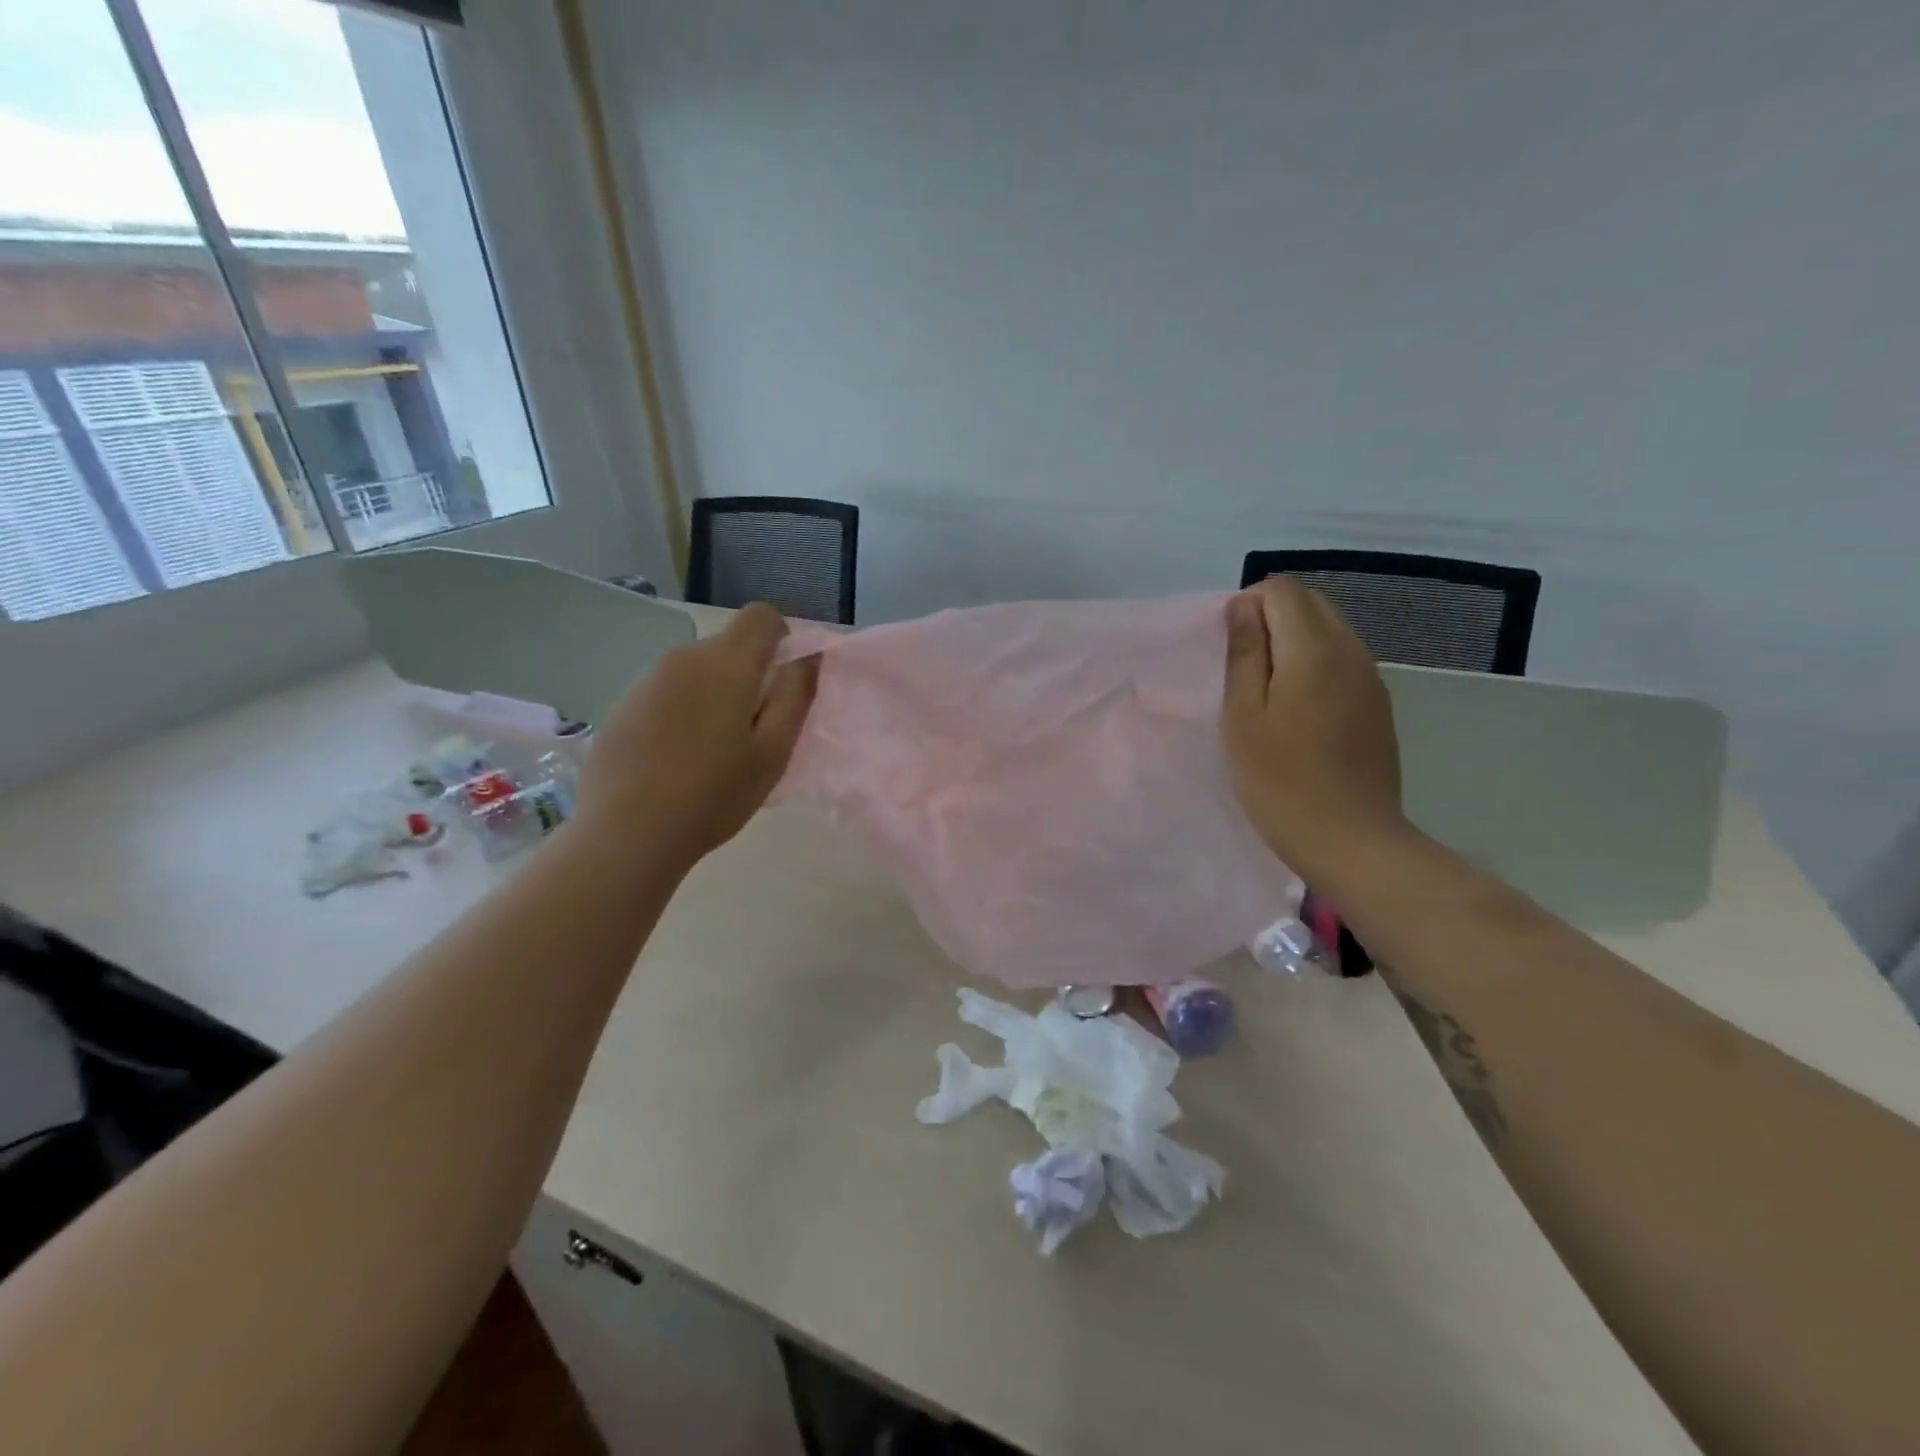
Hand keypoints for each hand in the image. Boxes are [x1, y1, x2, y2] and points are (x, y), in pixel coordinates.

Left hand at [576, 603, 817, 870]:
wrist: (626, 834)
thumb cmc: (714, 795)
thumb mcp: (773, 752)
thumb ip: (796, 696)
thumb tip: (808, 656)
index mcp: (725, 664)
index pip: (761, 616)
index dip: (781, 640)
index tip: (782, 683)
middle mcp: (683, 657)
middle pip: (728, 646)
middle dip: (748, 675)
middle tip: (751, 733)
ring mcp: (646, 679)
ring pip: (696, 670)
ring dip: (714, 695)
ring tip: (711, 752)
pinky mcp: (623, 704)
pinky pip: (667, 692)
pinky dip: (682, 710)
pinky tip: (674, 759)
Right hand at [1222, 578, 1407, 880]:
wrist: (1352, 841)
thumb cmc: (1280, 781)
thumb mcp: (1243, 716)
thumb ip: (1244, 653)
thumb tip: (1243, 606)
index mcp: (1314, 649)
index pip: (1282, 589)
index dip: (1248, 606)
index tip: (1229, 650)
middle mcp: (1351, 650)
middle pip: (1310, 603)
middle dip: (1271, 619)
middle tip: (1243, 671)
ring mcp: (1371, 678)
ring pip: (1328, 631)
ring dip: (1293, 644)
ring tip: (1266, 694)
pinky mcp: (1378, 705)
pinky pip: (1342, 662)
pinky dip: (1314, 667)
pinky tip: (1298, 713)